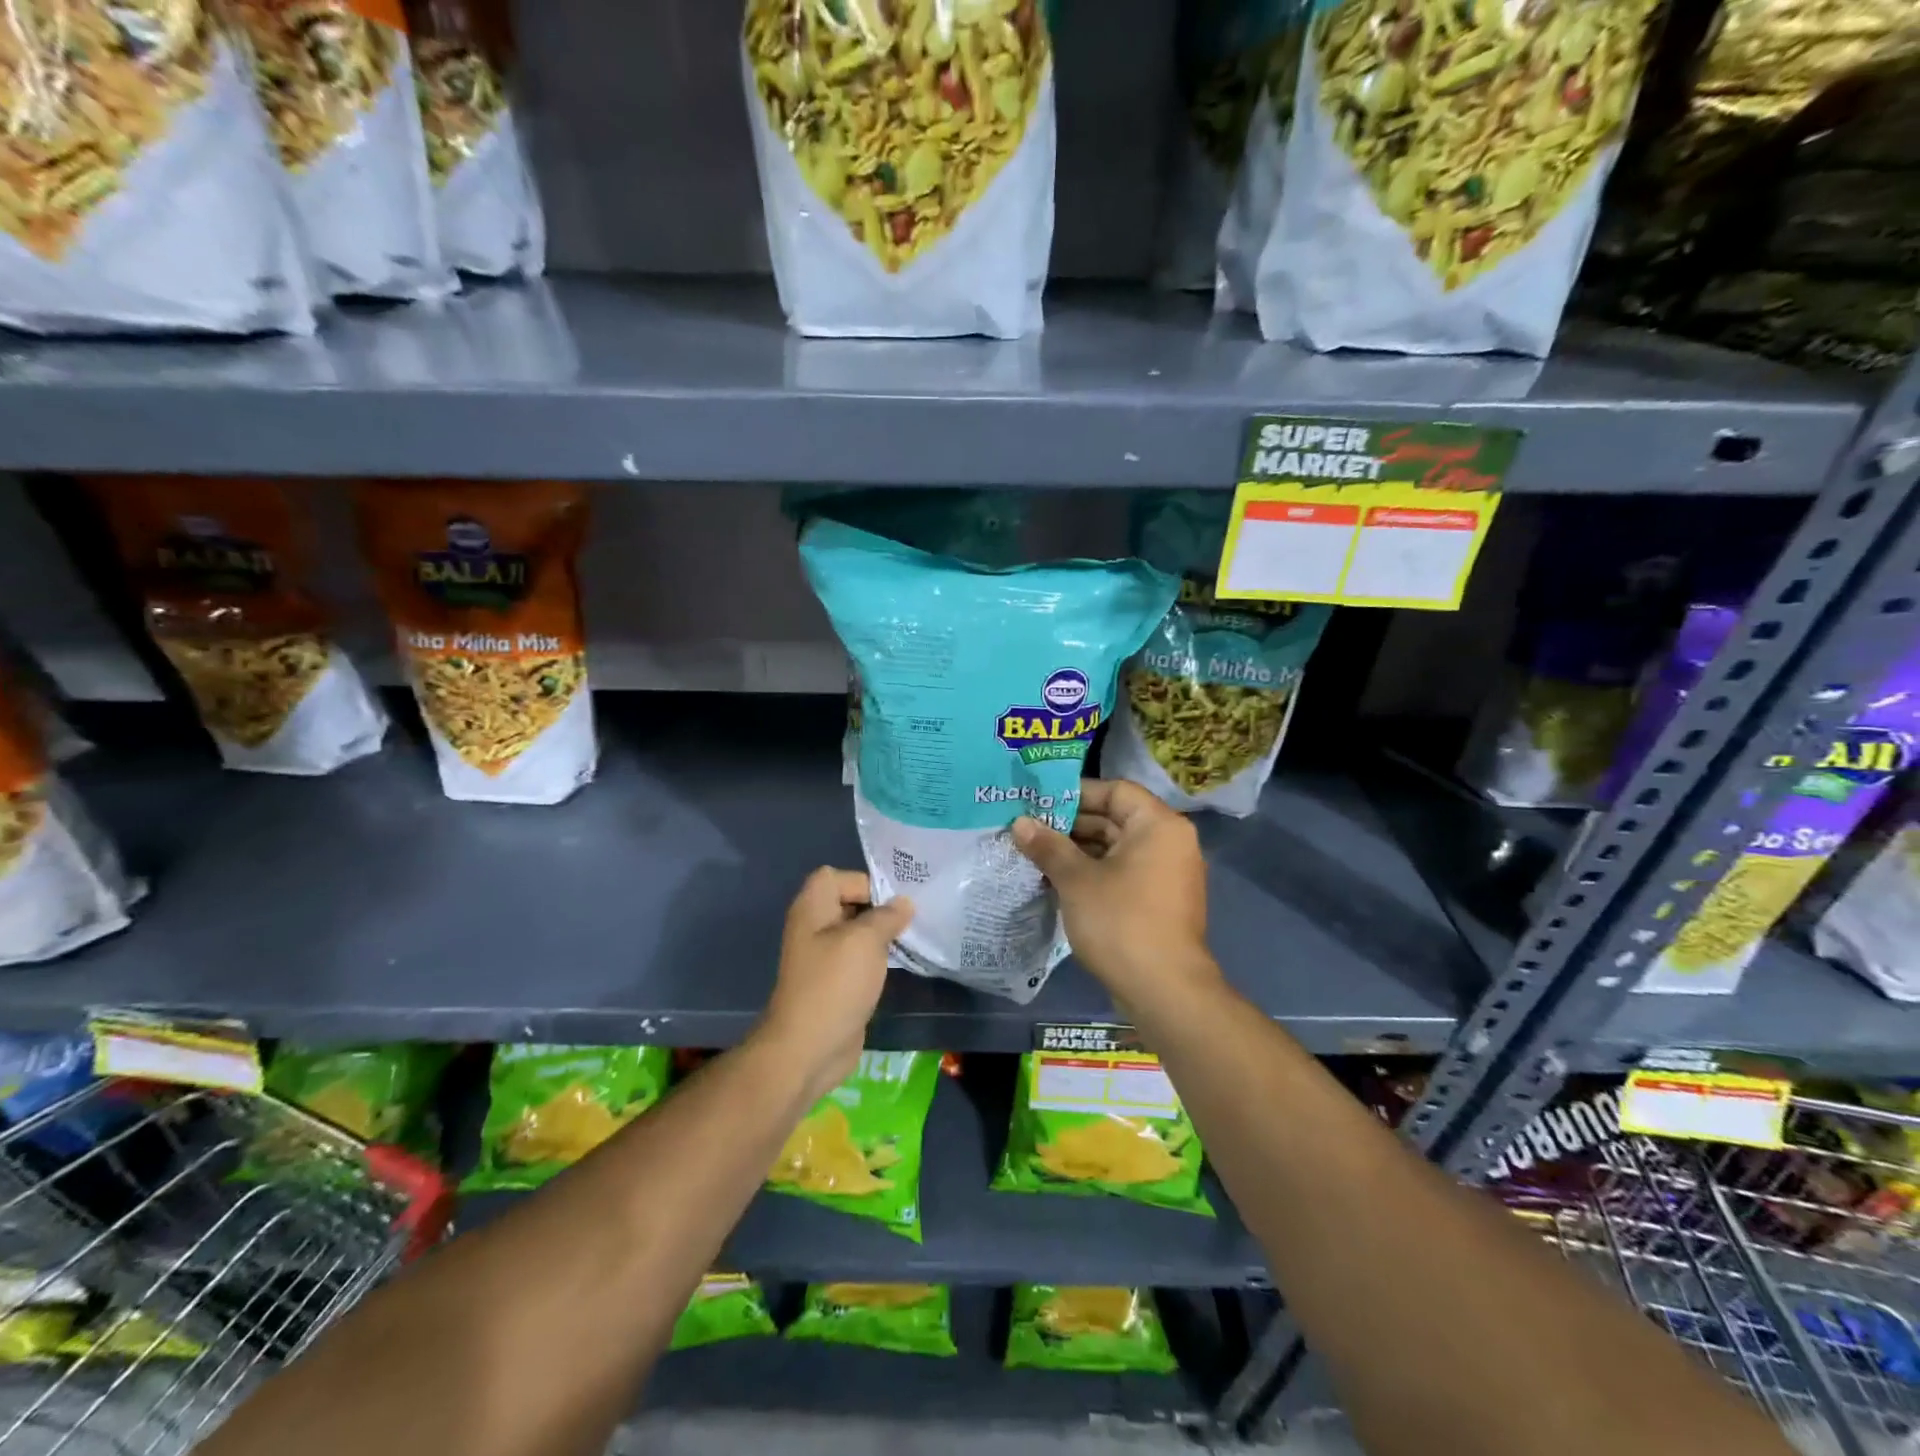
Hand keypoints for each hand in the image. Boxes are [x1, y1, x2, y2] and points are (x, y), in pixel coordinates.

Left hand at [757, 867, 912, 1102]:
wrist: (808, 1048)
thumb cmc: (834, 984)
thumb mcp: (865, 941)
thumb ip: (887, 916)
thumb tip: (904, 903)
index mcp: (812, 908)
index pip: (839, 876)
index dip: (867, 882)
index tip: (896, 901)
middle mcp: (815, 927)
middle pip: (850, 902)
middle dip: (881, 907)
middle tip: (914, 915)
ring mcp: (824, 956)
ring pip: (858, 932)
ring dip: (883, 934)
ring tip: (914, 936)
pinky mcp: (836, 982)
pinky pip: (860, 958)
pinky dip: (879, 958)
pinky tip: (903, 962)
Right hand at [1013, 779, 1216, 1013]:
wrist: (1164, 991)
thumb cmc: (1120, 922)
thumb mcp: (1076, 880)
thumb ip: (1048, 846)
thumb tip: (1020, 823)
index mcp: (1158, 825)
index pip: (1115, 790)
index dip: (1075, 793)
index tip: (1039, 802)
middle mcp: (1169, 842)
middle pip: (1115, 818)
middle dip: (1070, 825)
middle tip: (1029, 829)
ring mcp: (1167, 873)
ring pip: (1116, 848)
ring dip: (1078, 851)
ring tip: (1035, 854)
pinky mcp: (1159, 901)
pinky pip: (1123, 872)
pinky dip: (1093, 872)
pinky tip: (1057, 880)